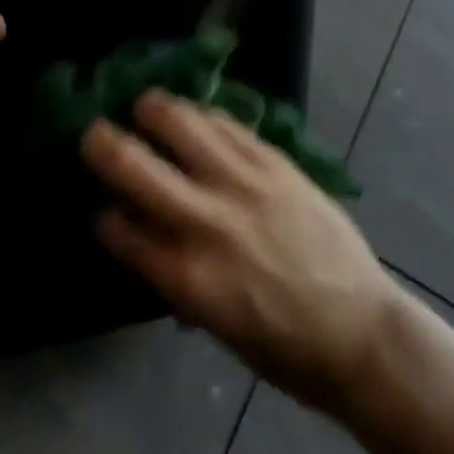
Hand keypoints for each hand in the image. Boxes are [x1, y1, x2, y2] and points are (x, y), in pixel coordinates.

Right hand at [81, 90, 402, 411]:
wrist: (361, 331)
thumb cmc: (286, 348)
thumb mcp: (218, 327)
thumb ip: (177, 279)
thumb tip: (146, 243)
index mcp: (188, 278)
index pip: (121, 231)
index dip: (104, 215)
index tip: (100, 207)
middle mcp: (206, 222)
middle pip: (135, 166)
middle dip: (102, 144)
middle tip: (92, 133)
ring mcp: (242, 184)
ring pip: (181, 124)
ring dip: (152, 108)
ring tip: (143, 105)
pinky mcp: (273, 162)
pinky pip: (227, 124)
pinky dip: (203, 115)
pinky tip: (195, 114)